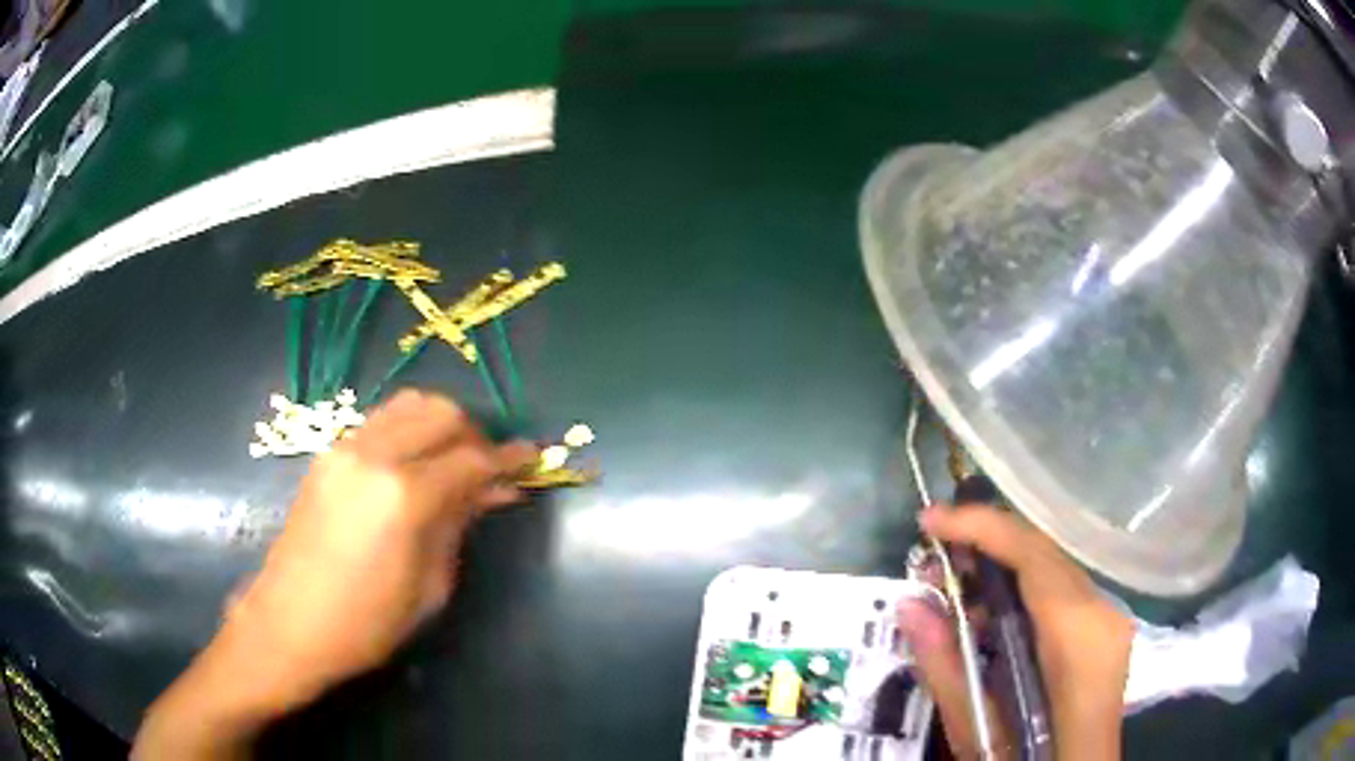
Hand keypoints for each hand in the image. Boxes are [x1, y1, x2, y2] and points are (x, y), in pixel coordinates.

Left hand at [133, 390, 535, 759]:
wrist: (289, 623)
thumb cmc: (367, 623)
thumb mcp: (429, 586)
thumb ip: (460, 525)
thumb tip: (495, 491)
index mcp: (405, 495)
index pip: (471, 458)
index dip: (508, 458)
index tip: (532, 459)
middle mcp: (375, 454)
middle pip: (442, 412)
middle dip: (475, 433)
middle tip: (490, 467)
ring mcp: (345, 447)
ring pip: (410, 404)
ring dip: (441, 424)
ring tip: (454, 460)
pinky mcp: (328, 452)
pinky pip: (382, 421)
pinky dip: (410, 429)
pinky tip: (416, 463)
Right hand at [898, 504, 1132, 760]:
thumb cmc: (1026, 759)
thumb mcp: (977, 729)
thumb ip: (945, 667)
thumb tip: (909, 606)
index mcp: (1077, 636)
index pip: (1033, 555)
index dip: (981, 526)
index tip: (929, 519)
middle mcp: (1102, 613)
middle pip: (1043, 554)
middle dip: (983, 546)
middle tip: (930, 563)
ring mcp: (1110, 618)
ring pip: (1051, 569)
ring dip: (999, 569)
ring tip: (949, 591)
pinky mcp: (1104, 629)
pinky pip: (1059, 592)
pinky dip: (1019, 591)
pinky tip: (985, 615)